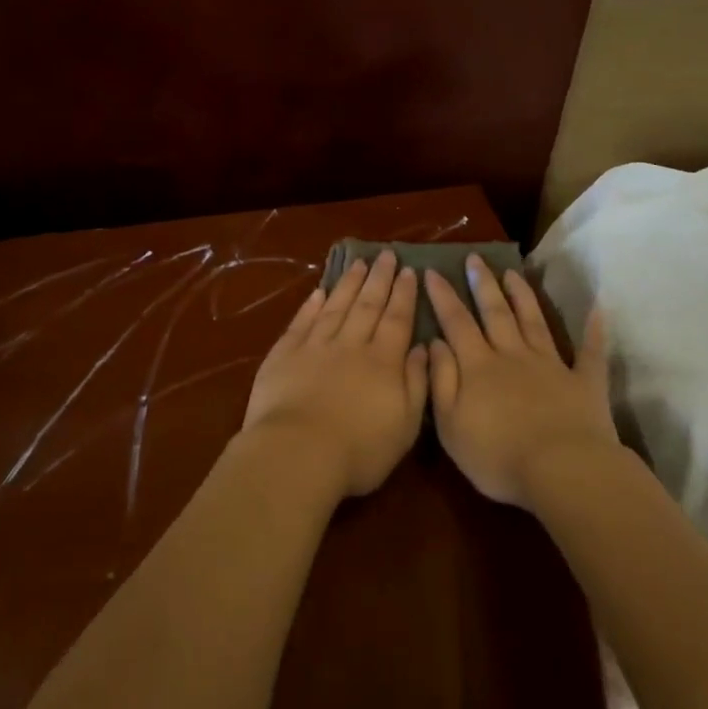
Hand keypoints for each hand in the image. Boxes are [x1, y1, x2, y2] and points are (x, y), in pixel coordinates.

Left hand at [243, 251, 428, 499]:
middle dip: (379, 278)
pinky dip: (312, 305)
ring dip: (348, 283)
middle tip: (387, 255)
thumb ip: (417, 384)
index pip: (398, 320)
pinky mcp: (284, 355)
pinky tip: (319, 292)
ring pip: (336, 307)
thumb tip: (423, 349)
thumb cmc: (359, 450)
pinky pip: (302, 322)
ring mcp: (315, 347)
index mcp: (383, 362)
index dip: (405, 295)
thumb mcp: (405, 426)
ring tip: (359, 263)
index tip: (410, 271)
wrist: (297, 454)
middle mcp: (351, 345)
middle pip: (368, 305)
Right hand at [425, 258, 615, 506]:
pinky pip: (590, 351)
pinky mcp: (584, 382)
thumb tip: (434, 343)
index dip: (443, 297)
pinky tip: (597, 309)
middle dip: (482, 284)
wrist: (562, 470)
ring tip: (512, 272)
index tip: (432, 271)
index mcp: (478, 366)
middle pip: (495, 313)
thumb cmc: (497, 455)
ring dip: (522, 295)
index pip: (456, 323)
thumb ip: (441, 381)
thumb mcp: (451, 424)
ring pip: (533, 321)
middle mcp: (513, 355)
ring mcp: (551, 365)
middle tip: (474, 258)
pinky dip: (593, 329)